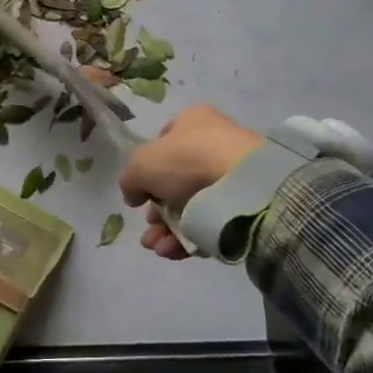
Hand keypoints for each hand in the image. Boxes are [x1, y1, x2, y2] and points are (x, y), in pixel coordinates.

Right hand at [120, 105, 260, 259]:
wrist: (242, 186)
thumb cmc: (187, 161)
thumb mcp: (141, 164)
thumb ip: (130, 179)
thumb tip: (134, 194)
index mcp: (192, 121)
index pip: (162, 143)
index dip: (146, 170)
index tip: (139, 193)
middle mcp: (213, 143)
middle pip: (174, 181)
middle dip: (156, 210)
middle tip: (148, 225)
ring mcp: (230, 175)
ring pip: (189, 206)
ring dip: (166, 229)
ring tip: (155, 245)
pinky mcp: (242, 205)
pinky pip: (208, 222)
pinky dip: (187, 238)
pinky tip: (171, 250)